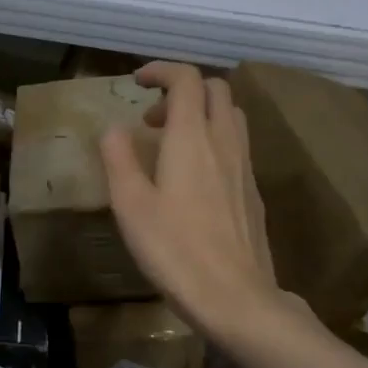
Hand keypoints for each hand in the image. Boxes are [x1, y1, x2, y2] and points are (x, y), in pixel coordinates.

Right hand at [100, 63, 289, 341]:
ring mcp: (245, 166)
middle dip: (183, 90)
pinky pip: (236, 145)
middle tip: (153, 118)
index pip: (186, 79)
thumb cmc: (175, 249)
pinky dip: (213, 140)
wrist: (235, 297)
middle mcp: (224, 142)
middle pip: (215, 90)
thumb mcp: (130, 204)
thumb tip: (114, 129)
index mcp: (192, 138)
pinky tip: (193, 178)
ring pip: (230, 116)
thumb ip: (119, 158)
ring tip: (172, 144)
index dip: (161, 70)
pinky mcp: (253, 191)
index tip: (137, 81)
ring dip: (201, 114)